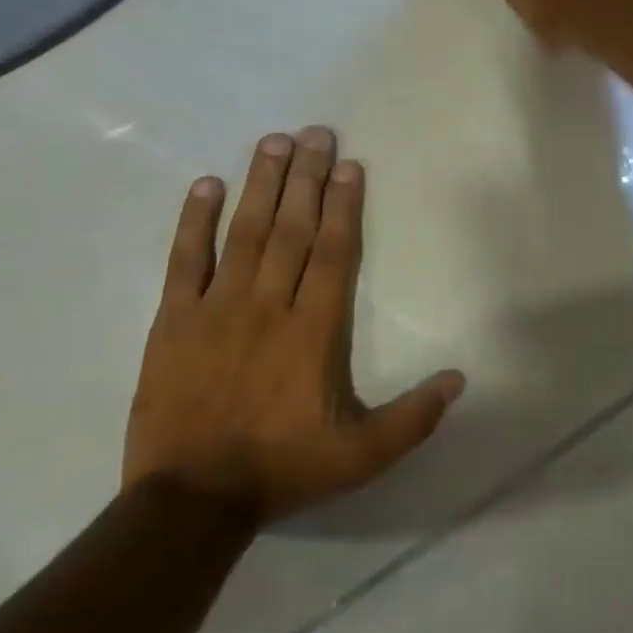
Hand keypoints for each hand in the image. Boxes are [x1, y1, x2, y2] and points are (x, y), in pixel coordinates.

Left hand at [124, 127, 465, 523]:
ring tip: (274, 142)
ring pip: (245, 233)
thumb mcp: (363, 456)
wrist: (191, 500)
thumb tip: (460, 379)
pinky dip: (194, 221)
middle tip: (316, 132)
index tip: (349, 166)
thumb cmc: (283, 469)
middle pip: (293, 229)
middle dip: (307, 177)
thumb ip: (414, 417)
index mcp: (314, 331)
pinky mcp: (173, 321)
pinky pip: (184, 260)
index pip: (334, 253)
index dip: (344, 206)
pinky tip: (207, 186)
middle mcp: (268, 306)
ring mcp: (216, 309)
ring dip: (262, 185)